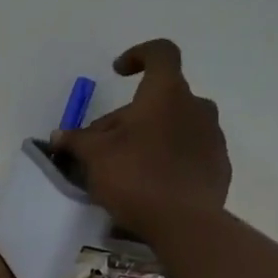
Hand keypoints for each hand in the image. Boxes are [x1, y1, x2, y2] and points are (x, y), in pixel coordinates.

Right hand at [51, 38, 231, 237]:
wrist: (185, 223)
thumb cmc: (136, 176)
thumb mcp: (94, 156)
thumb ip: (76, 140)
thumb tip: (59, 135)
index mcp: (167, 94)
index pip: (161, 53)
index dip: (138, 55)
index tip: (118, 72)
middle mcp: (196, 108)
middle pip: (159, 99)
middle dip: (129, 116)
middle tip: (101, 145)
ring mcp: (212, 137)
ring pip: (173, 126)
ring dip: (148, 137)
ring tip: (124, 166)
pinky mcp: (218, 166)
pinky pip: (187, 152)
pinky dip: (167, 158)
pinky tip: (148, 184)